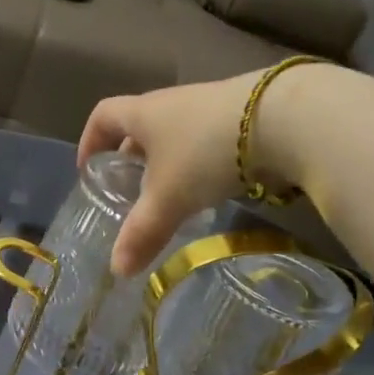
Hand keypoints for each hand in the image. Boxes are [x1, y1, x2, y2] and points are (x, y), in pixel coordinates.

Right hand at [79, 67, 321, 275]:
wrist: (285, 119)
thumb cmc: (206, 153)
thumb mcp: (169, 198)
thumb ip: (142, 233)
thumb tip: (117, 271)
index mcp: (144, 113)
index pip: (104, 115)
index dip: (90, 140)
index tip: (89, 168)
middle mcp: (173, 103)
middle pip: (141, 125)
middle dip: (131, 157)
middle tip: (130, 190)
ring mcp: (210, 105)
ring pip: (176, 134)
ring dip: (168, 161)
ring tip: (172, 195)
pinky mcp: (243, 116)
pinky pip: (207, 138)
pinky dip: (200, 162)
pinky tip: (212, 187)